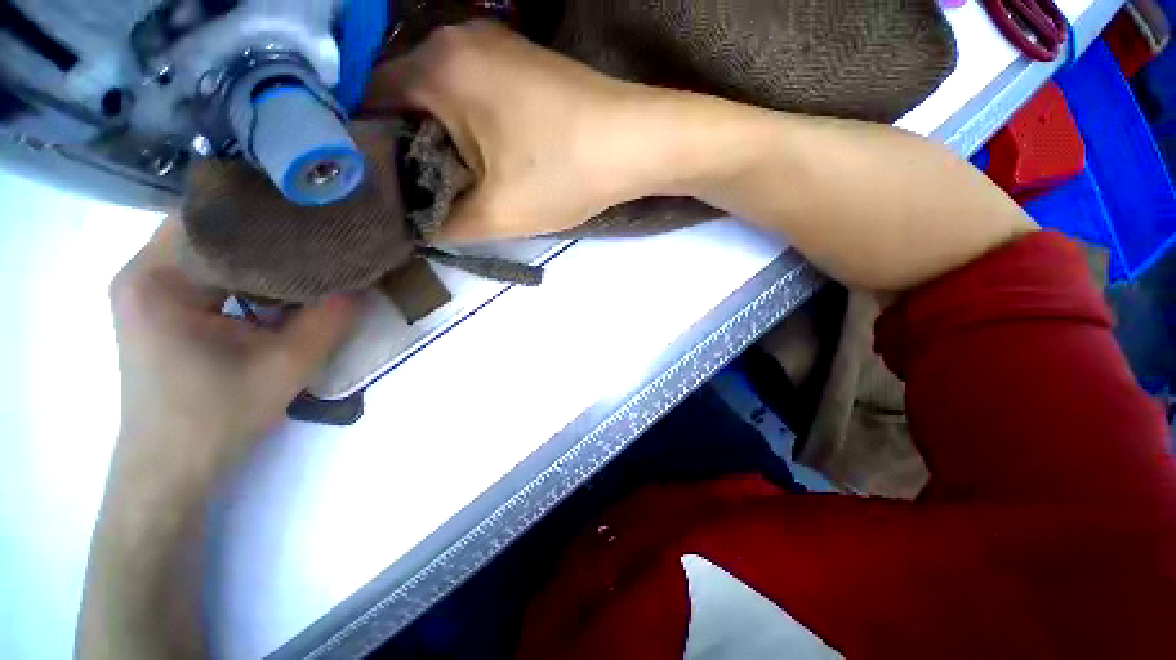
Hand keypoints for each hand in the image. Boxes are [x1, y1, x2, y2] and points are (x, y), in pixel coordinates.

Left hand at [109, 218, 355, 485]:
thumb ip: (331, 319)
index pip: (217, 218)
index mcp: (157, 279)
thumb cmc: (218, 418)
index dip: (272, 214)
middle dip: (268, 230)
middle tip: (322, 233)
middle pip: (212, 228)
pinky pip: (208, 270)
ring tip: (309, 255)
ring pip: (211, 248)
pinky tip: (281, 285)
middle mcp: (142, 272)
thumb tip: (363, 281)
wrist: (174, 468)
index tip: (320, 217)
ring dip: (258, 252)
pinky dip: (246, 271)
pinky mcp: (160, 306)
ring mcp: (147, 289)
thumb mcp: (289, 365)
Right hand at [366, 21, 667, 241]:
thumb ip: (444, 222)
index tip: (377, 188)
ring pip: (440, 99)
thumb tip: (416, 223)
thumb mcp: (497, 212)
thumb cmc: (565, 173)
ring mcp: (492, 47)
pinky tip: (480, 158)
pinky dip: (466, 127)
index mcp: (437, 66)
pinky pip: (471, 95)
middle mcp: (456, 41)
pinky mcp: (519, 64)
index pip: (367, 104)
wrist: (637, 144)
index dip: (367, 151)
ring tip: (448, 182)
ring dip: (439, 141)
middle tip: (414, 193)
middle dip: (405, 149)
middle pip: (403, 99)